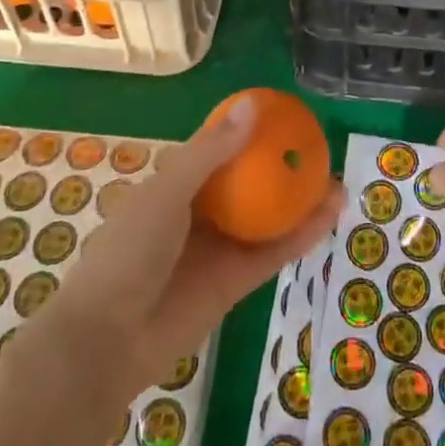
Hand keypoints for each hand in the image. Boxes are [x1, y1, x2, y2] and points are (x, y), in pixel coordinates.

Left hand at [37, 99, 344, 397]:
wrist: (106, 340)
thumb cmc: (128, 250)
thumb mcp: (168, 190)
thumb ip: (213, 151)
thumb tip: (254, 105)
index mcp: (177, 184)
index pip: (220, 149)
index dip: (250, 132)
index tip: (285, 115)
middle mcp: (201, 213)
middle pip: (250, 183)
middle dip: (283, 167)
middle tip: (319, 150)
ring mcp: (219, 249)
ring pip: (268, 218)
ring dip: (301, 202)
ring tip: (338, 183)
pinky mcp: (234, 284)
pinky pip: (273, 253)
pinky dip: (302, 236)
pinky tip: (329, 217)